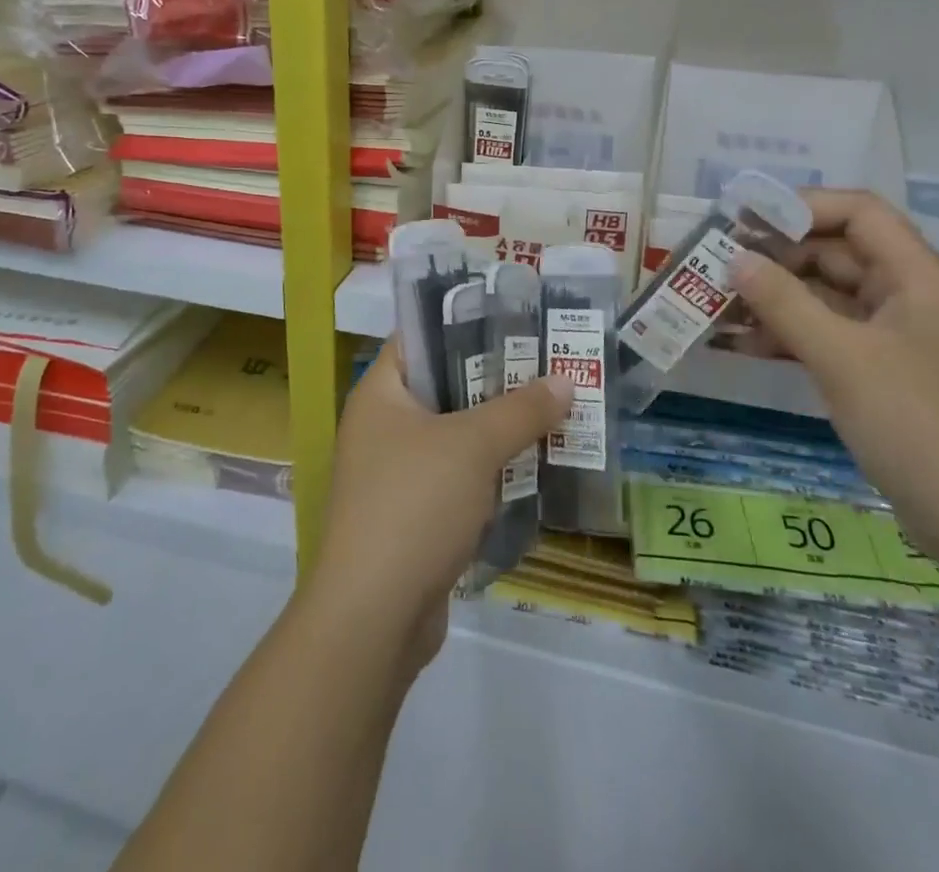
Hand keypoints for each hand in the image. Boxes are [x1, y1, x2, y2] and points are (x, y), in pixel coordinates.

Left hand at [304, 342, 572, 670]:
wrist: (373, 617)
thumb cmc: (415, 504)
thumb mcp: (473, 446)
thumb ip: (520, 410)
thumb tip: (565, 381)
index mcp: (380, 394)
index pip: (420, 338)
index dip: (465, 325)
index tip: (516, 321)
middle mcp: (382, 427)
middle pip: (445, 387)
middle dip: (497, 381)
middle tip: (549, 367)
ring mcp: (395, 474)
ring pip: (456, 437)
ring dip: (500, 431)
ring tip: (554, 412)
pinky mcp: (413, 516)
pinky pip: (458, 479)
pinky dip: (491, 473)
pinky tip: (534, 469)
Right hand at [728, 189, 938, 571]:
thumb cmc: (924, 428)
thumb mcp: (845, 359)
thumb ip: (785, 303)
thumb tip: (735, 259)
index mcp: (918, 279)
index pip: (858, 213)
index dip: (801, 206)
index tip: (744, 221)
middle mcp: (911, 300)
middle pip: (838, 254)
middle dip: (778, 257)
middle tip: (718, 268)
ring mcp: (900, 342)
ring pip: (830, 300)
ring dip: (778, 300)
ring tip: (720, 308)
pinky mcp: (889, 380)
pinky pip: (833, 339)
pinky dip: (793, 337)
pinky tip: (748, 348)